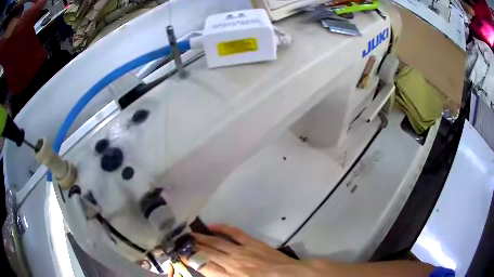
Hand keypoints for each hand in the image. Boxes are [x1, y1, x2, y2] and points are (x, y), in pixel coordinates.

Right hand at [179, 224, 312, 276]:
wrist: (289, 276)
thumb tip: (210, 272)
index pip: (203, 267)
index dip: (190, 260)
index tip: (181, 254)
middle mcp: (231, 263)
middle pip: (206, 253)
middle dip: (192, 247)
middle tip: (180, 241)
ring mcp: (241, 251)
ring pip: (216, 242)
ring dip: (202, 238)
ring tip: (189, 234)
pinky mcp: (252, 243)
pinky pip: (234, 233)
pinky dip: (222, 228)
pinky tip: (212, 225)